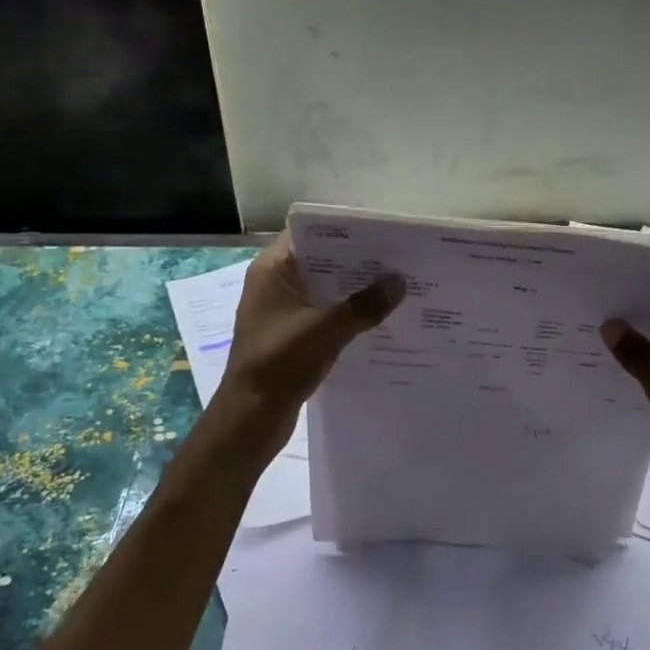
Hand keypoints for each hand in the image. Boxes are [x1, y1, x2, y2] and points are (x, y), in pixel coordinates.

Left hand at [220, 234, 404, 417]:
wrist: (250, 418)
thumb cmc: (280, 363)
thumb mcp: (326, 330)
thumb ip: (364, 305)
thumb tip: (400, 282)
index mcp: (273, 270)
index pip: (310, 233)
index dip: (345, 231)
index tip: (382, 233)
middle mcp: (275, 283)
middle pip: (321, 261)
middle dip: (357, 262)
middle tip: (399, 260)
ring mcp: (282, 311)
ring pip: (325, 290)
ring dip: (354, 291)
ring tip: (396, 287)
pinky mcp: (291, 335)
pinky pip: (324, 314)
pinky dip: (347, 315)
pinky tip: (378, 320)